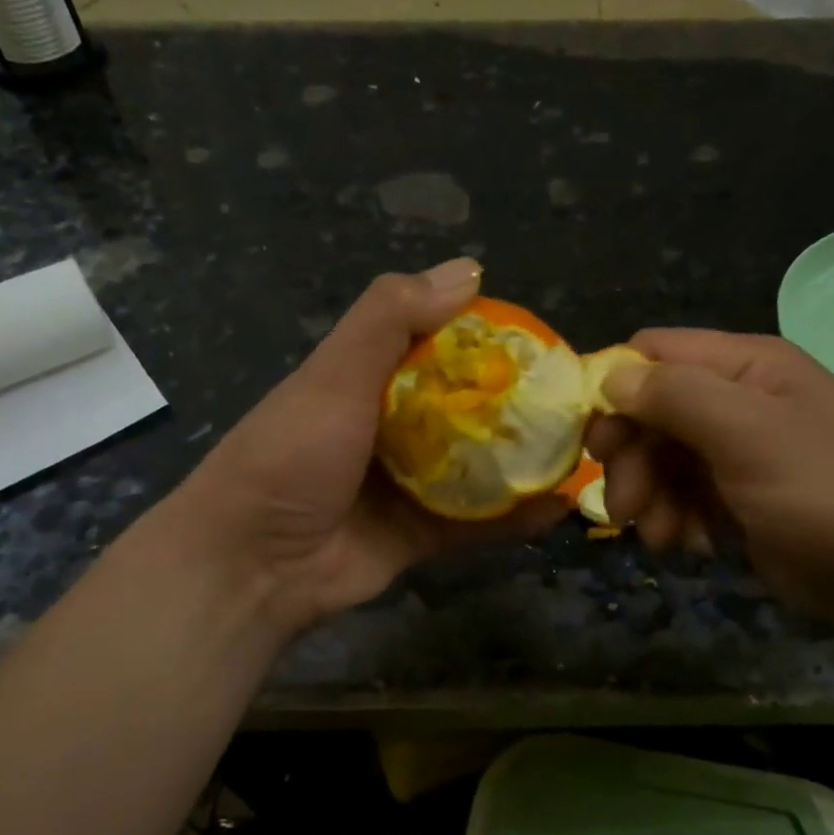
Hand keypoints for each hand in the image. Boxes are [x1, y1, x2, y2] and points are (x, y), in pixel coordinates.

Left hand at [156, 261, 567, 634]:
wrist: (251, 564)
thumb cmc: (291, 454)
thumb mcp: (335, 373)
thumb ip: (391, 318)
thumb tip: (469, 269)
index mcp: (371, 380)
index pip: (440, 348)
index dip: (487, 342)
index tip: (541, 343)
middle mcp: (394, 428)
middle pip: (467, 410)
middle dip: (517, 404)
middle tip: (575, 399)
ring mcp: (409, 486)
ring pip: (479, 467)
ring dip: (524, 461)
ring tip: (582, 448)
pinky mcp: (420, 536)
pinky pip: (478, 524)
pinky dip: (516, 518)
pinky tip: (561, 505)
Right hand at [589, 329, 833, 638]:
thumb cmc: (833, 495)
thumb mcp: (752, 437)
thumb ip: (678, 398)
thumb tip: (611, 377)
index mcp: (745, 366)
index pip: (653, 353)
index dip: (614, 389)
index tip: (595, 443)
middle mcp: (738, 400)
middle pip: (650, 412)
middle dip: (631, 458)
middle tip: (624, 507)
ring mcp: (739, 451)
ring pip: (661, 459)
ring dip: (649, 497)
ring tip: (662, 537)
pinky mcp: (741, 499)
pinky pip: (684, 496)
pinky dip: (676, 520)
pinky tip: (693, 547)